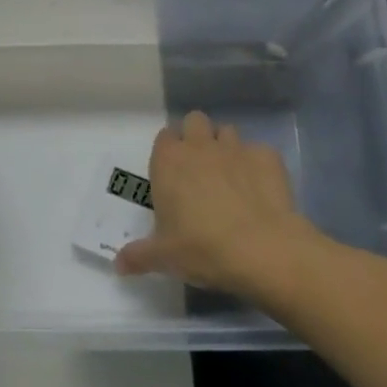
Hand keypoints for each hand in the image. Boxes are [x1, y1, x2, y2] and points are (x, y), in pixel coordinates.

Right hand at [114, 111, 320, 296]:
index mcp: (169, 162)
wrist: (263, 251)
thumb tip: (118, 264)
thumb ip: (138, 256)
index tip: (172, 173)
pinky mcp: (268, 158)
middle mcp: (200, 147)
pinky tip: (260, 189)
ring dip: (225, 147)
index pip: (164, 137)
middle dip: (196, 137)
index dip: (168, 151)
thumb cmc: (202, 249)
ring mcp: (236, 148)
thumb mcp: (163, 258)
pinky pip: (259, 152)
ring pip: (227, 131)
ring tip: (230, 177)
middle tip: (199, 170)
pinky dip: (257, 165)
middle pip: (194, 121)